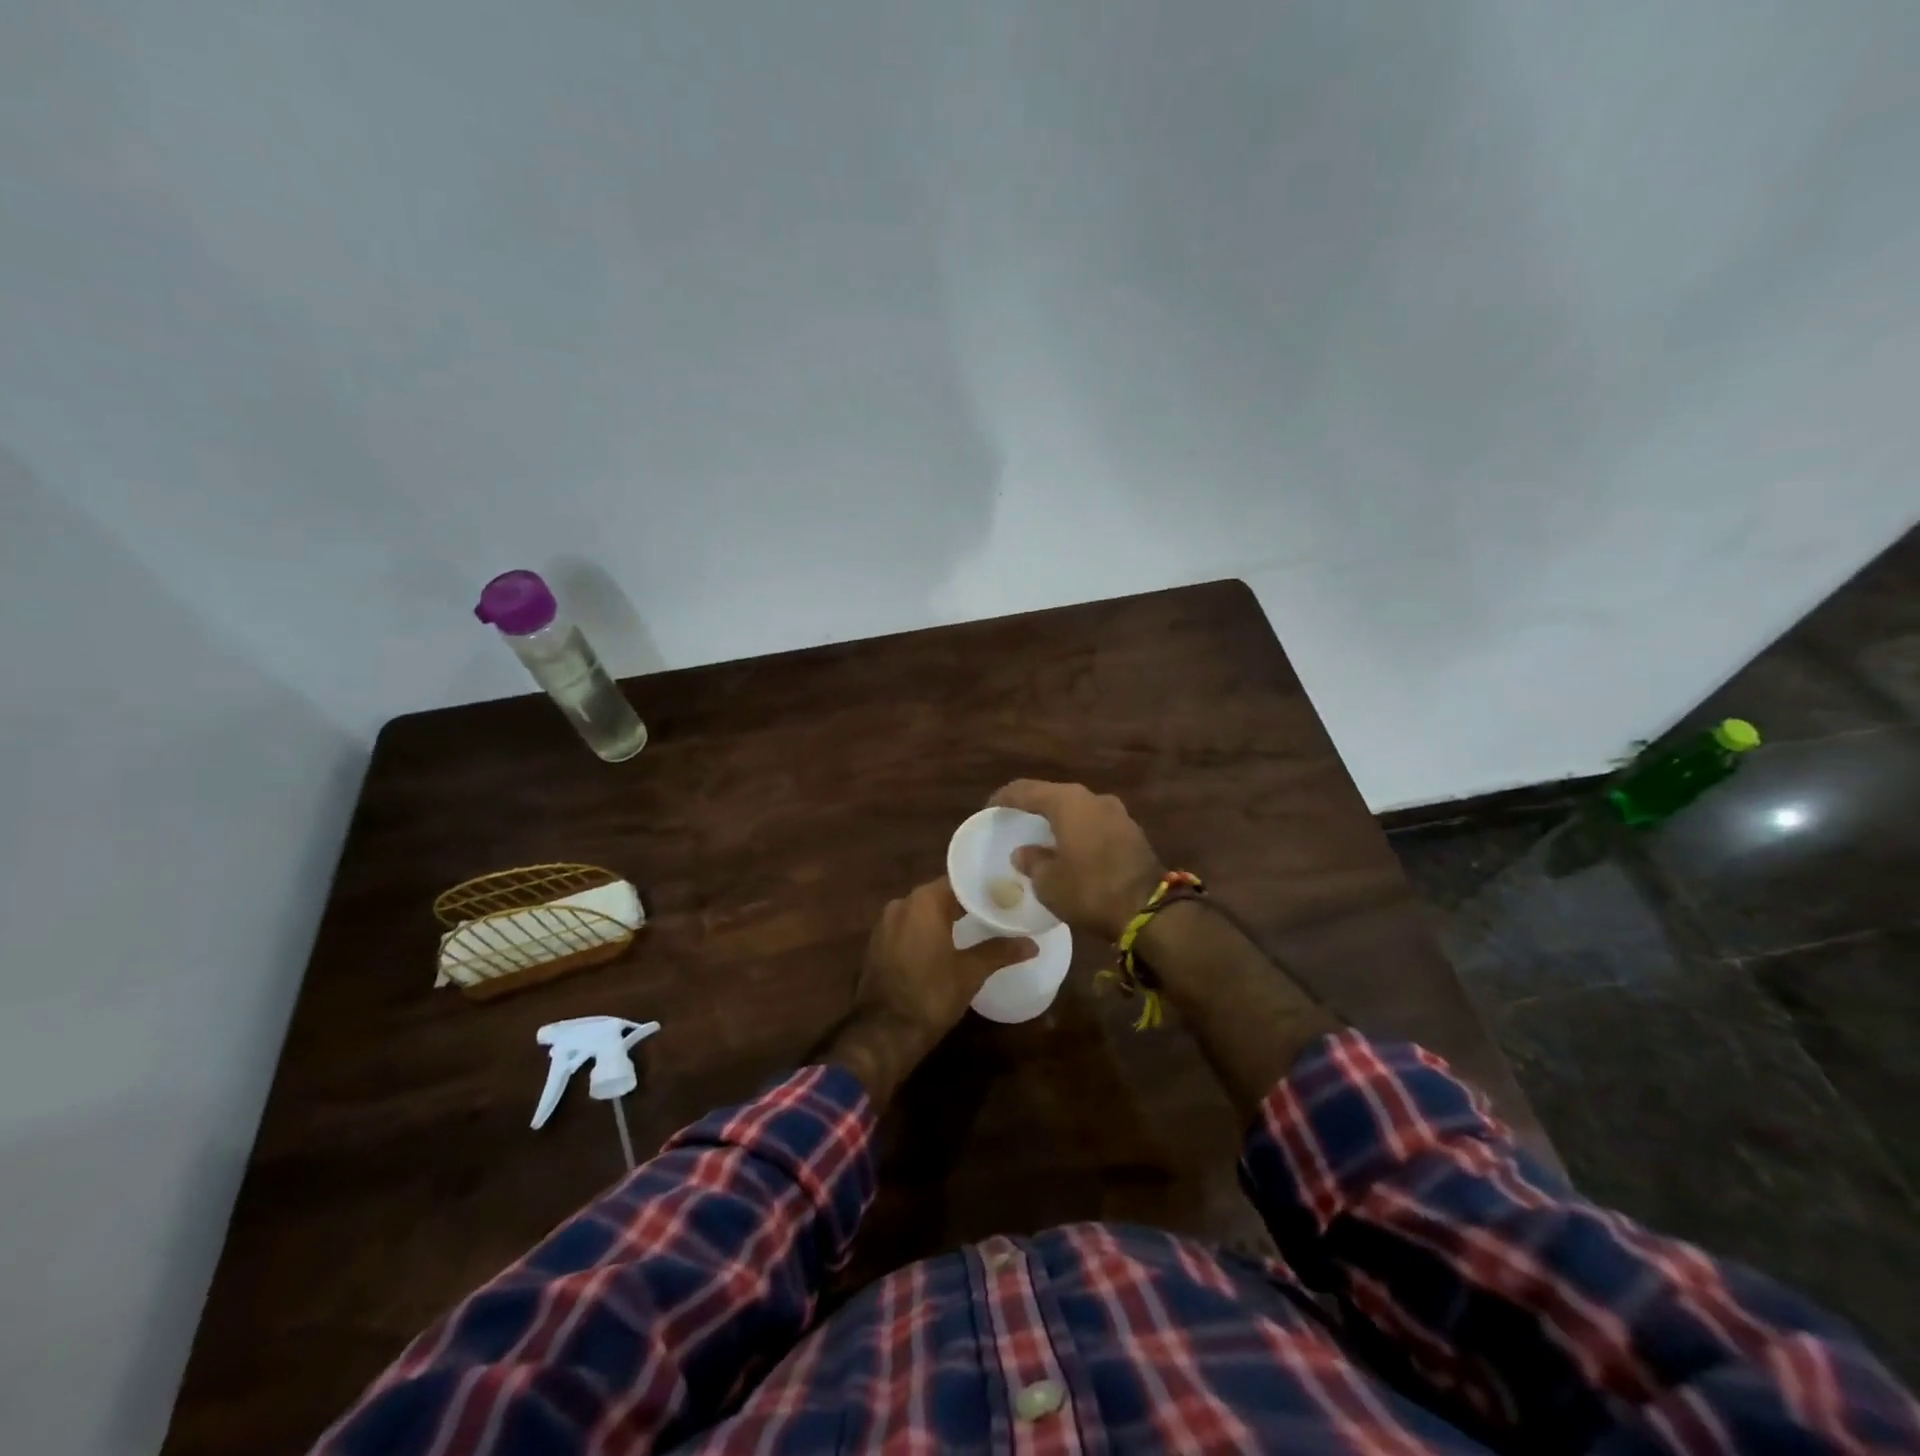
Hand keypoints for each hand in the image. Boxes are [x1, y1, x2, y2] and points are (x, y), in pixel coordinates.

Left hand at [855, 878, 1037, 1045]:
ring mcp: (885, 924)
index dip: (982, 890)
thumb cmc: (931, 995)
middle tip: (995, 913)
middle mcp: (901, 903)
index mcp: (924, 901)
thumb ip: (1000, 951)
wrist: (883, 1033)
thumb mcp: (971, 972)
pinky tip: (945, 946)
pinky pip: (908, 928)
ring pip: (922, 913)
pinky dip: (926, 932)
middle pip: (940, 895)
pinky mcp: (877, 944)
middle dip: (965, 904)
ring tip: (974, 929)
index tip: (1004, 897)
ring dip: (945, 919)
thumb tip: (1032, 944)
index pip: (959, 883)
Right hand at [988, 781, 1164, 939]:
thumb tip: (1024, 852)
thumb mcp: (1048, 882)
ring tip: (1042, 836)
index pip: (1026, 790)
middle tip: (1014, 820)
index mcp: (1068, 802)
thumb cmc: (1090, 890)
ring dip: (1059, 820)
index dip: (1004, 798)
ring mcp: (1117, 813)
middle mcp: (1093, 798)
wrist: (1149, 910)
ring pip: (1078, 809)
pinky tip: (1070, 848)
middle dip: (1033, 807)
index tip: (989, 809)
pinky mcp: (1131, 832)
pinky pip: (1095, 824)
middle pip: (1054, 795)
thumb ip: (1031, 861)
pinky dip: (1078, 831)